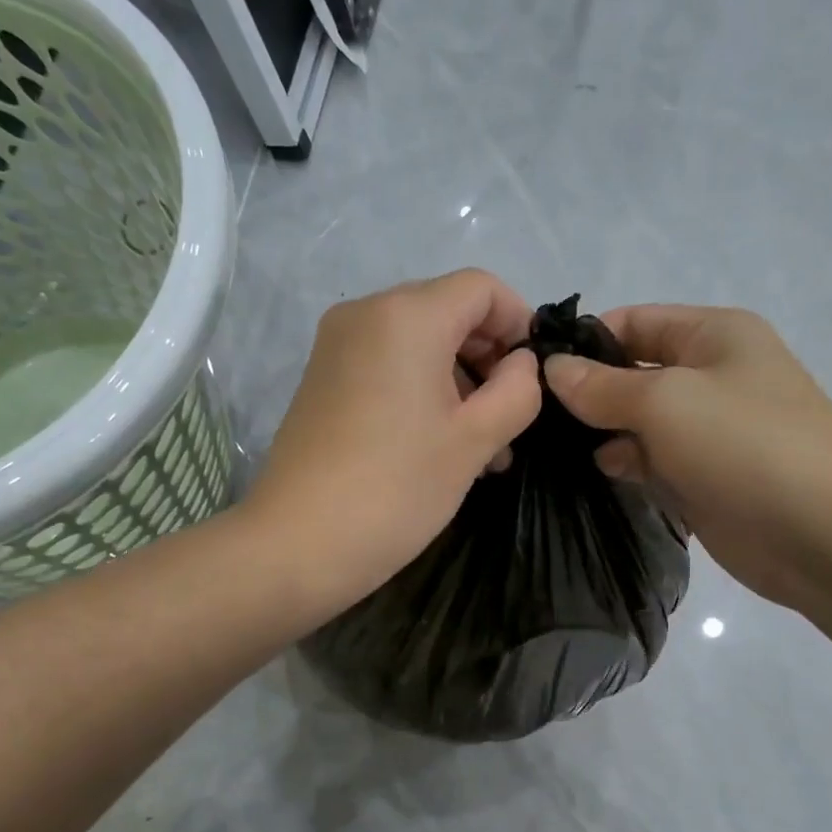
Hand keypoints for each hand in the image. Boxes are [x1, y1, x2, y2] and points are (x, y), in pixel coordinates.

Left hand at [247, 269, 541, 616]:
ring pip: (419, 346)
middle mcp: (366, 314)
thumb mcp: (475, 440)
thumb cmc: (396, 488)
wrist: (296, 543)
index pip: (482, 288)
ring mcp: (337, 347)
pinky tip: (441, 448)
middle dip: (489, 361)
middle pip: (448, 313)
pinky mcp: (322, 381)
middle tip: (512, 423)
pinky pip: (387, 368)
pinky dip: (422, 393)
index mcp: (407, 315)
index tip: (534, 376)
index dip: (519, 323)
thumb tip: (520, 365)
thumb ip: (516, 390)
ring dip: (460, 385)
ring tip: (485, 450)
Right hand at [543, 305, 831, 607]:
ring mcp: (708, 430)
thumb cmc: (744, 444)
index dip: (585, 342)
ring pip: (638, 421)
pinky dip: (626, 465)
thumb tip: (551, 370)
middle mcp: (710, 375)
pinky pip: (653, 461)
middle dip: (588, 391)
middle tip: (533, 417)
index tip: (532, 371)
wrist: (822, 532)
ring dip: (603, 432)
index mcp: (713, 335)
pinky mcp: (704, 477)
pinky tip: (598, 474)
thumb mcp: (665, 400)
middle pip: (633, 372)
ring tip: (553, 448)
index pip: (634, 322)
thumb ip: (602, 386)